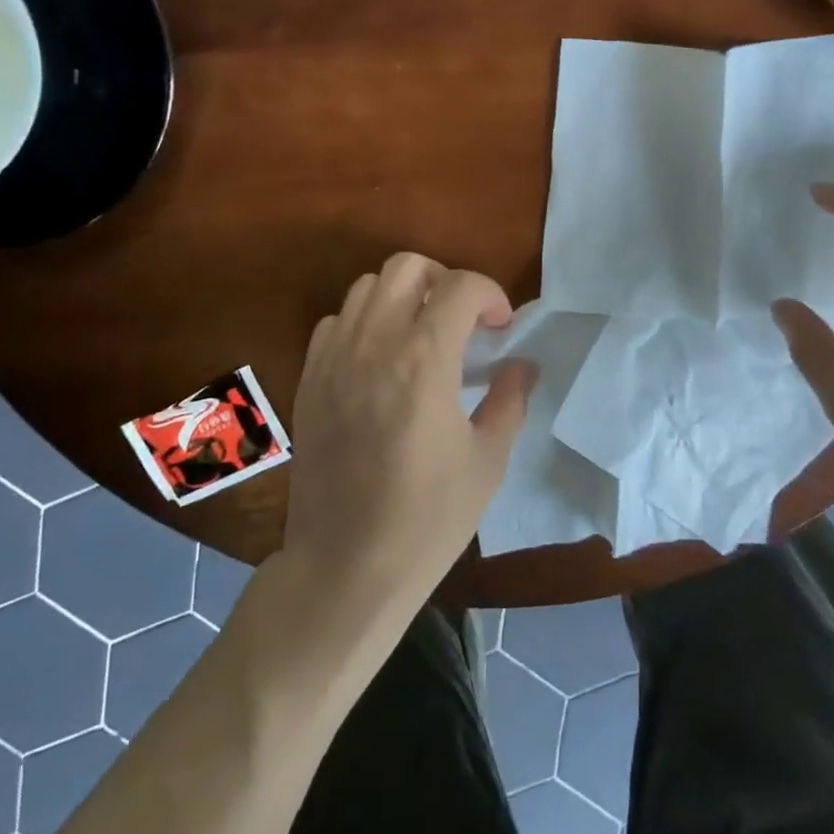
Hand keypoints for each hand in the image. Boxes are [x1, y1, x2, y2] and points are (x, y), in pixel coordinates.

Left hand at [282, 254, 535, 610]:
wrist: (345, 568)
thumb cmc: (427, 520)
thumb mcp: (488, 461)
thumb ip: (510, 400)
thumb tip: (523, 366)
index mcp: (424, 360)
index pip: (460, 286)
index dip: (490, 294)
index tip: (501, 326)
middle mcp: (374, 343)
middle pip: (406, 266)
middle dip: (443, 279)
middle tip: (461, 319)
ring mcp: (333, 358)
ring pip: (366, 286)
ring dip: (401, 296)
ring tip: (420, 334)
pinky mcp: (309, 378)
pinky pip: (336, 320)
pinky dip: (363, 322)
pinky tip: (379, 360)